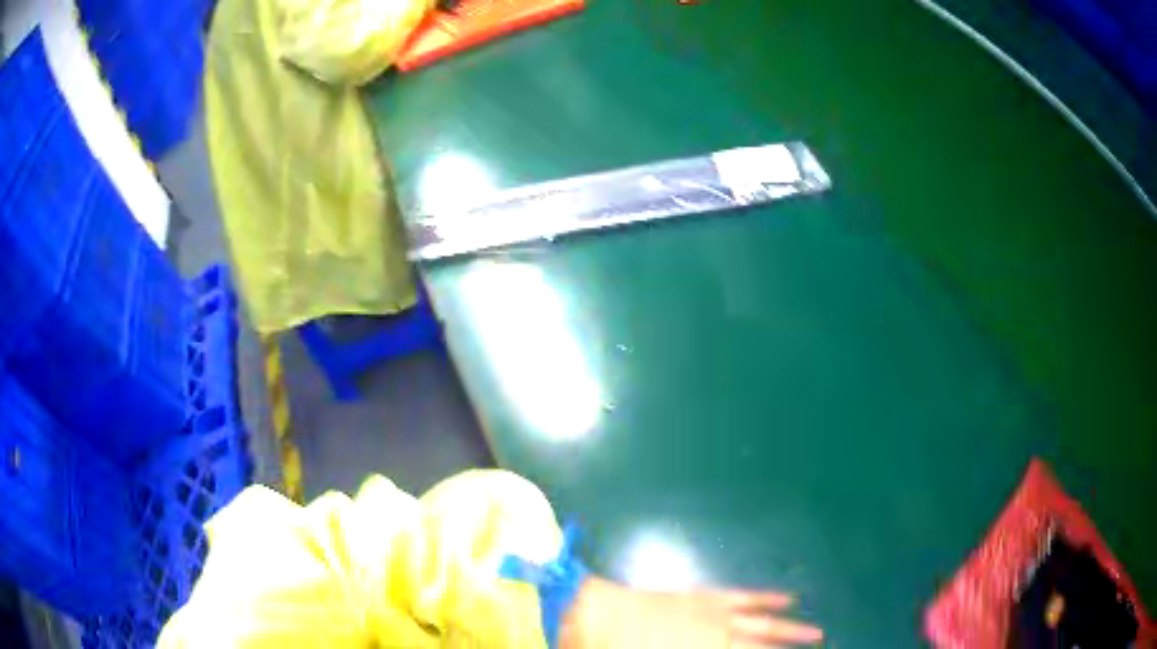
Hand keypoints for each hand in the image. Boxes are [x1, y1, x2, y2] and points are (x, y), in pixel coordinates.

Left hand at [560, 576, 823, 647]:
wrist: (595, 617)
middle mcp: (719, 638)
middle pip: (764, 646)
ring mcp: (716, 616)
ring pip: (764, 623)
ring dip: (792, 630)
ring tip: (818, 634)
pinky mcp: (706, 598)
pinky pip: (745, 597)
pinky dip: (768, 598)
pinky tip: (788, 598)